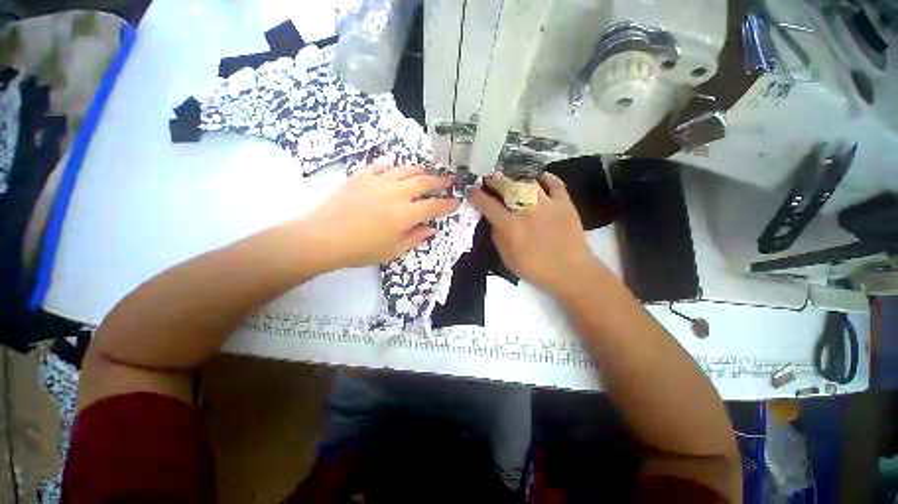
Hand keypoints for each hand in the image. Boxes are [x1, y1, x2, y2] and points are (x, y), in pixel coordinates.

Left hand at [299, 164, 459, 270]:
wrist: (324, 237)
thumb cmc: (361, 249)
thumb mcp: (393, 250)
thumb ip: (415, 237)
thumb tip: (431, 228)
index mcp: (407, 214)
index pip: (435, 206)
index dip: (448, 204)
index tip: (457, 201)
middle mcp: (397, 193)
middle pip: (425, 181)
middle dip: (441, 180)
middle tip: (450, 179)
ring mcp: (379, 181)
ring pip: (406, 170)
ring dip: (421, 170)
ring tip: (427, 172)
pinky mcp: (362, 176)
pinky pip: (382, 166)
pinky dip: (393, 167)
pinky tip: (396, 169)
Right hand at [470, 173, 598, 296]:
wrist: (570, 271)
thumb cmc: (535, 268)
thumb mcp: (507, 258)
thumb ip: (498, 237)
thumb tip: (494, 220)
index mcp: (510, 226)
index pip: (488, 205)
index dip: (477, 196)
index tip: (472, 190)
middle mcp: (526, 210)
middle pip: (506, 187)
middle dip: (494, 181)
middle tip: (489, 178)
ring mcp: (547, 204)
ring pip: (528, 182)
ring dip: (515, 177)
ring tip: (510, 176)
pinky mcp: (564, 203)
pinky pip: (555, 184)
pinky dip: (547, 177)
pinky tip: (539, 176)